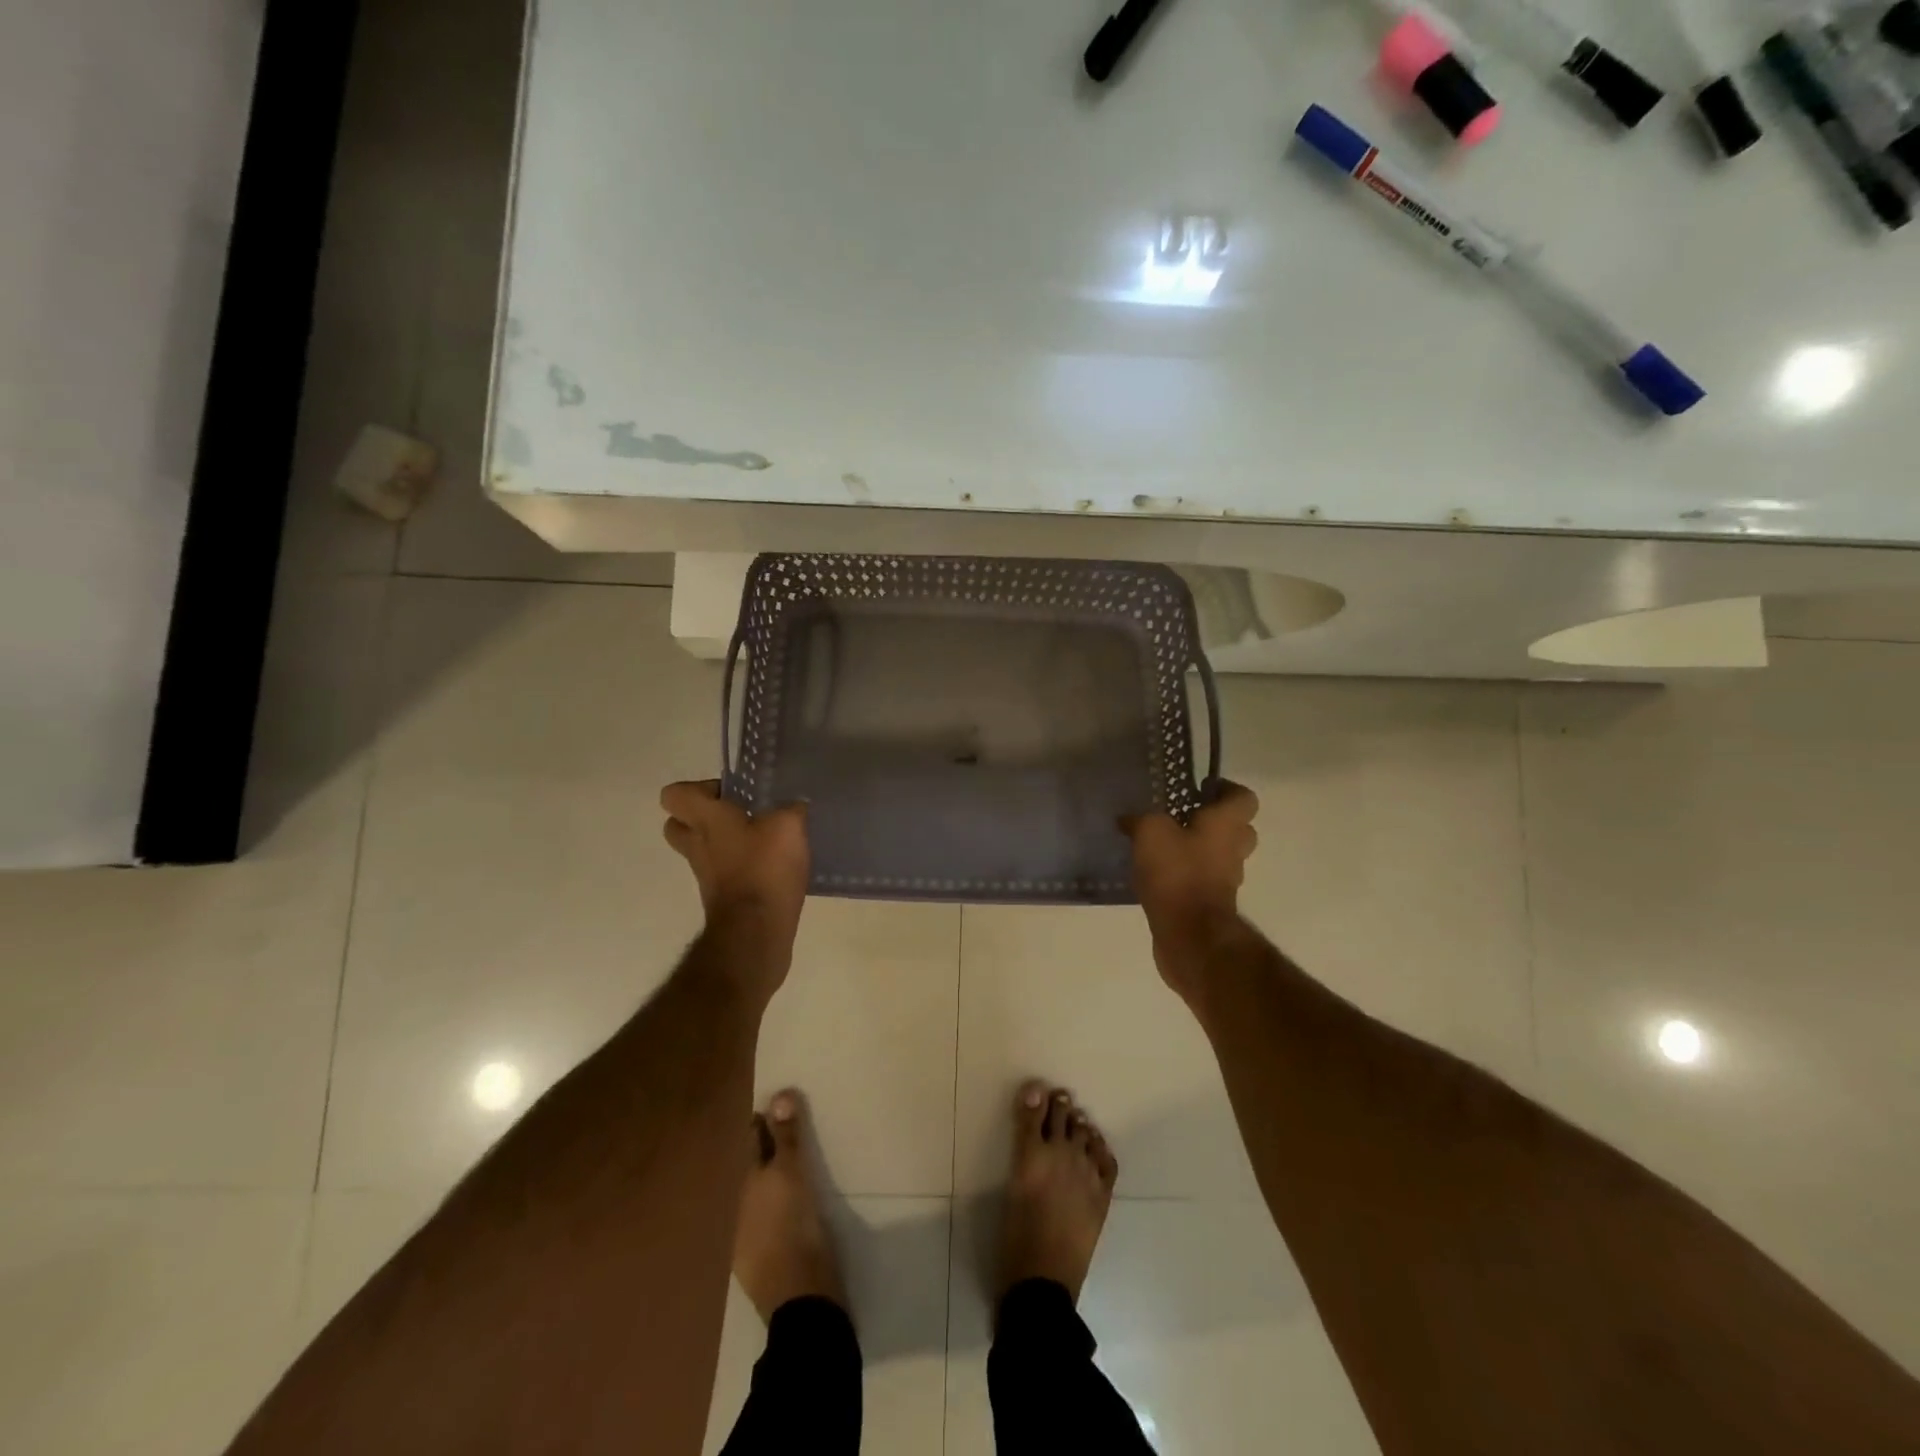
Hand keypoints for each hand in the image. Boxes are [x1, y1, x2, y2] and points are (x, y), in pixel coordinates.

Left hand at [661, 780, 809, 979]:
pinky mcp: (722, 897)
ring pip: (704, 849)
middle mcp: (698, 845)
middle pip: (679, 824)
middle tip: (739, 813)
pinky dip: (742, 866)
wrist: (756, 932)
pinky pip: (725, 872)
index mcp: (706, 820)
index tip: (732, 793)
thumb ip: (790, 809)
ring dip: (727, 842)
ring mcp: (707, 874)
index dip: (698, 788)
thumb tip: (795, 807)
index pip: (674, 795)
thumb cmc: (765, 868)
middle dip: (704, 815)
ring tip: (765, 839)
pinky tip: (773, 865)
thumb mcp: (788, 826)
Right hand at [1125, 782, 1259, 996]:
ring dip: (1197, 849)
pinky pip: (1202, 880)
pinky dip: (1186, 874)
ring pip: (1219, 855)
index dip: (1225, 789)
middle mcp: (1232, 850)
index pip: (1244, 798)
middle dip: (1213, 821)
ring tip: (1161, 844)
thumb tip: (1128, 819)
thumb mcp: (1150, 832)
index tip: (1198, 789)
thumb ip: (1140, 819)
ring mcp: (1225, 880)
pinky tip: (1155, 873)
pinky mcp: (1210, 904)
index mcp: (1226, 825)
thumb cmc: (1177, 874)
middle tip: (1181, 816)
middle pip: (1237, 828)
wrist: (1189, 936)